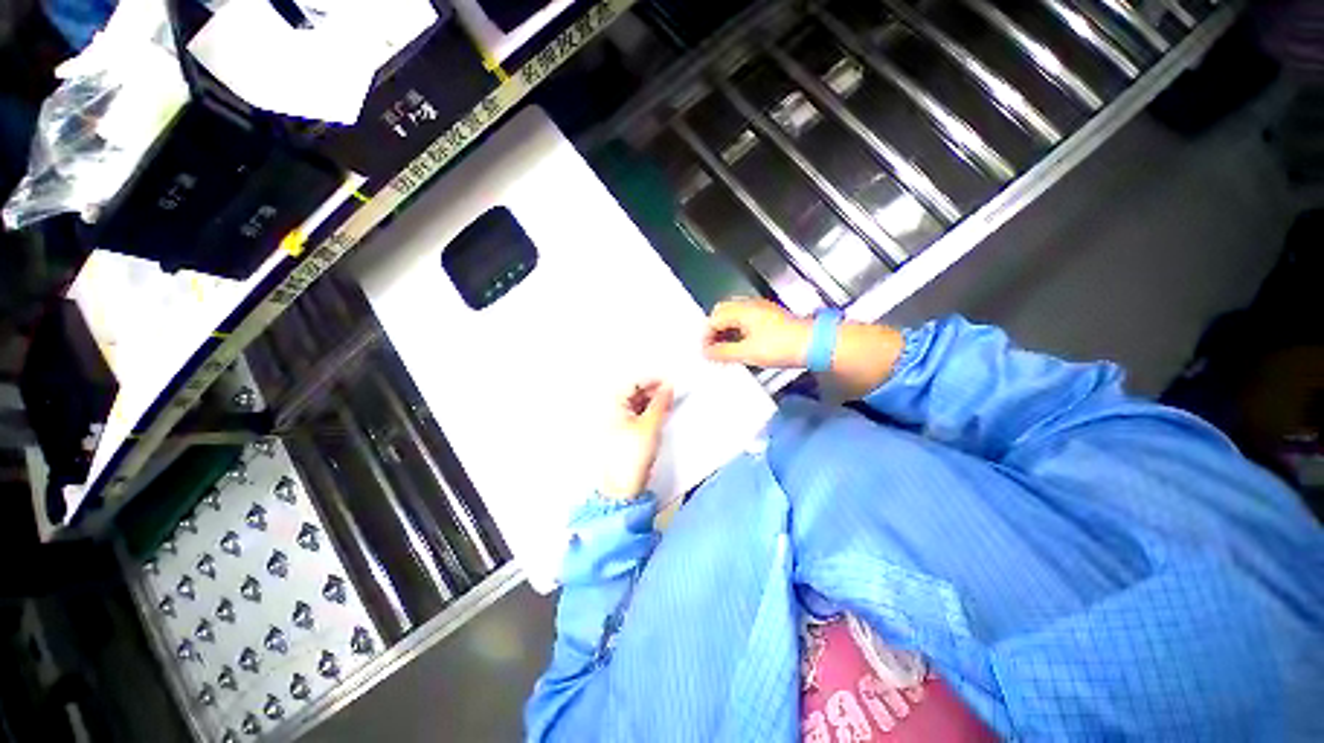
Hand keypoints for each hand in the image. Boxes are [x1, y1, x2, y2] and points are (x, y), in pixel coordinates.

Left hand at [600, 380, 673, 499]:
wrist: (622, 487)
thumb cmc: (629, 457)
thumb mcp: (650, 425)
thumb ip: (661, 402)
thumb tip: (668, 387)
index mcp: (611, 404)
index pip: (634, 382)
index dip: (653, 380)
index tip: (670, 382)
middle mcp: (610, 410)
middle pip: (634, 392)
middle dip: (653, 391)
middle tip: (671, 395)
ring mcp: (615, 422)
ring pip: (636, 403)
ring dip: (652, 402)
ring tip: (667, 405)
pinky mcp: (622, 433)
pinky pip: (636, 415)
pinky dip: (648, 412)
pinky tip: (659, 416)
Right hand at [703, 298, 811, 368]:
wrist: (814, 344)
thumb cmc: (780, 346)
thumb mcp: (747, 352)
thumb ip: (723, 352)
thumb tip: (706, 353)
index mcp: (742, 310)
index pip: (714, 319)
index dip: (706, 336)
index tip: (705, 353)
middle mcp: (750, 305)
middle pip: (722, 312)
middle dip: (714, 330)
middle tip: (712, 348)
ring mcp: (761, 309)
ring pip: (734, 315)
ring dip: (726, 330)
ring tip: (724, 349)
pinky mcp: (770, 317)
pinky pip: (745, 319)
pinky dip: (737, 330)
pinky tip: (740, 344)